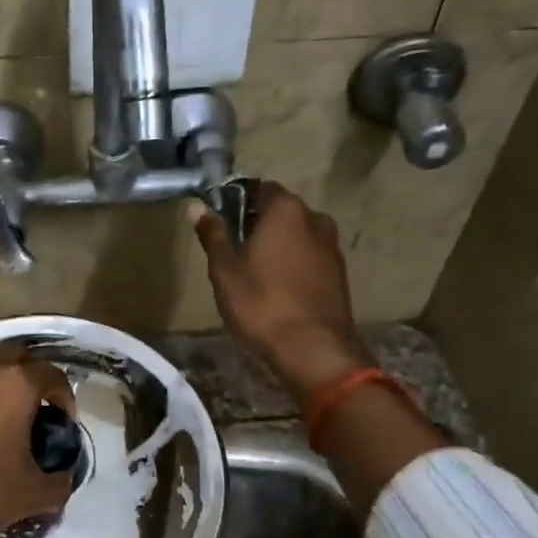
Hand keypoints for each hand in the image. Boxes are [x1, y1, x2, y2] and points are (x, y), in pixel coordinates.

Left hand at [0, 344, 75, 537]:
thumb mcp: (31, 496)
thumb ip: (60, 481)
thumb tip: (63, 475)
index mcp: (14, 384)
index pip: (53, 375)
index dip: (65, 399)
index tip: (62, 425)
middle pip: (18, 357)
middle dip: (32, 379)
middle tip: (35, 413)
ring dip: (0, 383)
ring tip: (3, 419)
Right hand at [191, 181, 370, 404]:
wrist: (313, 348)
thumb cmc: (260, 303)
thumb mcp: (225, 270)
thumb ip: (213, 234)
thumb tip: (198, 206)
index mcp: (285, 209)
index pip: (258, 189)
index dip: (237, 202)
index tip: (221, 225)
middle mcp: (315, 218)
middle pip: (280, 212)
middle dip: (258, 225)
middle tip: (234, 252)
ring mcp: (331, 246)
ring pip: (297, 236)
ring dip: (278, 246)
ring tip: (255, 274)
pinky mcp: (339, 273)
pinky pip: (310, 258)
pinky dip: (294, 265)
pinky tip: (278, 289)